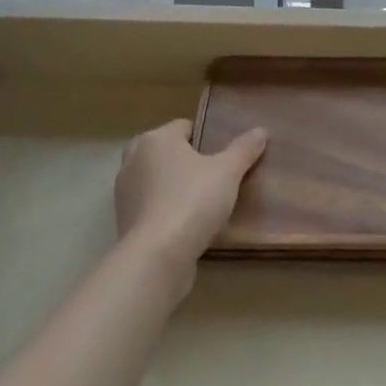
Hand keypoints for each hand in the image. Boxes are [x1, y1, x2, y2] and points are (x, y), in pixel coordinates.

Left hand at [113, 118, 266, 273]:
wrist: (156, 259)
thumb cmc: (192, 201)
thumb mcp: (228, 172)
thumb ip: (244, 149)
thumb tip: (261, 130)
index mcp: (156, 139)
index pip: (185, 127)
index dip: (206, 138)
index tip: (224, 156)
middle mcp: (134, 160)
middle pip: (167, 153)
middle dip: (186, 162)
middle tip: (213, 176)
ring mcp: (124, 194)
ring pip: (157, 181)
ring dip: (174, 188)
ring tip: (203, 203)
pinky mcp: (124, 224)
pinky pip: (151, 208)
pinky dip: (165, 212)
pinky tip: (187, 226)